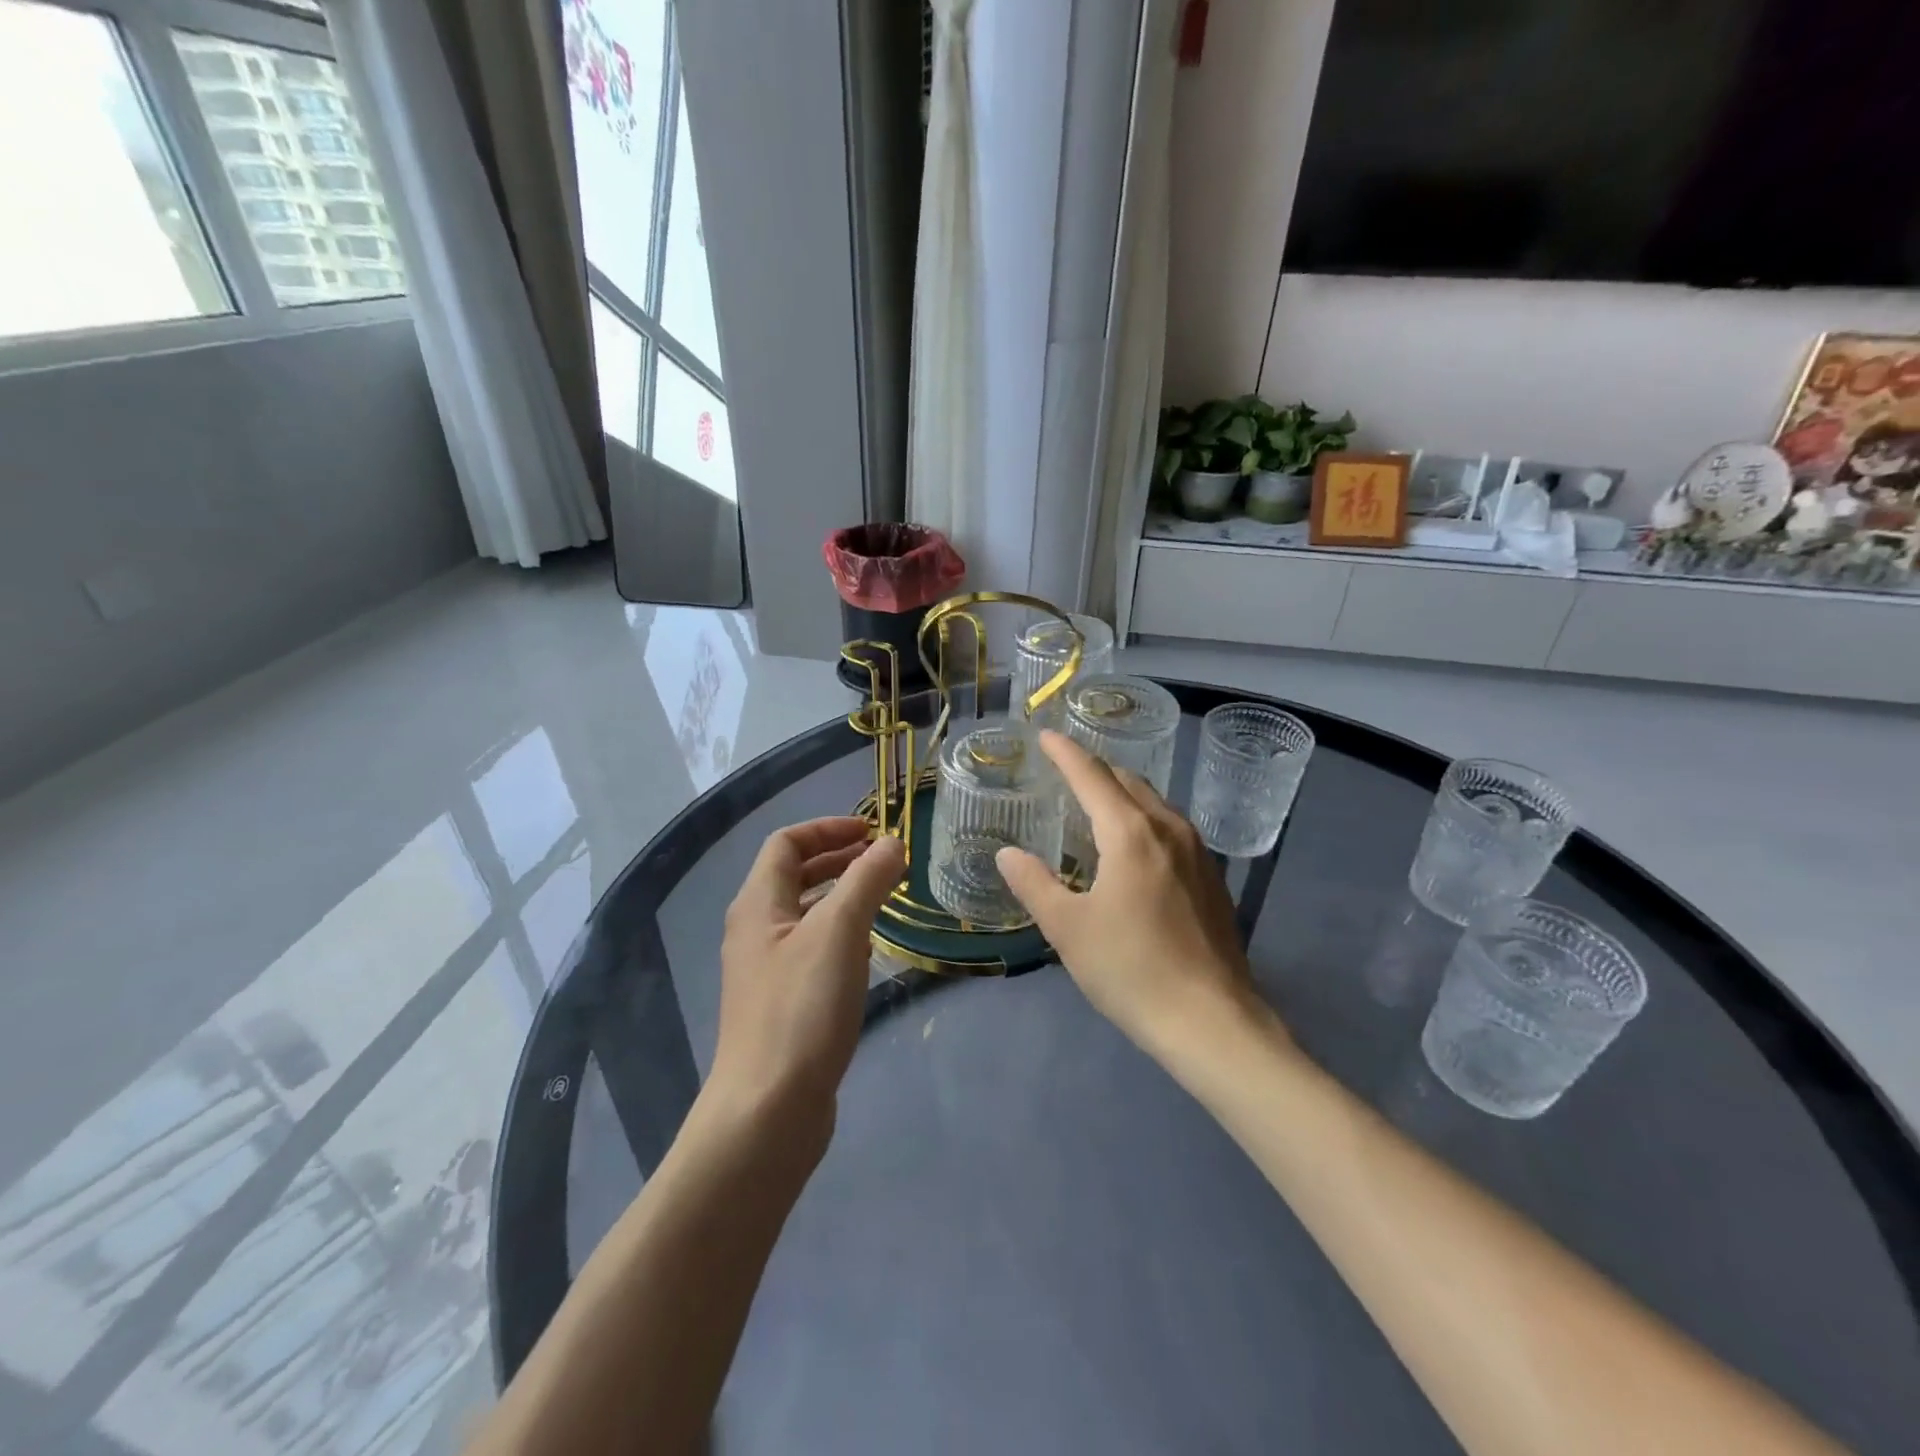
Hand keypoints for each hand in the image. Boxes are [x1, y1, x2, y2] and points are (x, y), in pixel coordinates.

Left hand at [707, 819, 905, 1140]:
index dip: (828, 828)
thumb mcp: (840, 933)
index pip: (786, 844)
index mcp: (758, 904)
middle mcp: (755, 931)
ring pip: (805, 914)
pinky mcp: (781, 1004)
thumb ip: (867, 881)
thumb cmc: (801, 1009)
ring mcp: (766, 971)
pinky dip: (840, 935)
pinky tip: (868, 950)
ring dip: (842, 896)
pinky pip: (811, 950)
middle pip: (793, 876)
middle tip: (883, 860)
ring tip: (884, 898)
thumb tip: (892, 843)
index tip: (872, 831)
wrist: (768, 1111)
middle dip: (838, 859)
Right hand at [996, 731, 1261, 1053]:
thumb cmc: (1131, 970)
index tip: (1045, 736)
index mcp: (1129, 833)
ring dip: (1121, 794)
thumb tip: (1007, 854)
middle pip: (1127, 782)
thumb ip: (1034, 884)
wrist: (1213, 1022)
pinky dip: (1143, 819)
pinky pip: (1170, 828)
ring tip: (1094, 804)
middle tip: (1064, 771)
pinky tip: (1132, 847)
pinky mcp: (1212, 877)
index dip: (1065, 753)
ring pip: (1153, 803)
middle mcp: (1168, 828)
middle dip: (1094, 769)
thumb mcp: (1068, 929)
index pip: (1092, 775)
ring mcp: (1197, 851)